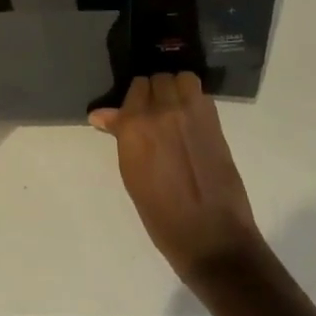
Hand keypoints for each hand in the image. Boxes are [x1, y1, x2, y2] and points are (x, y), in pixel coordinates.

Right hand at [91, 73, 263, 284]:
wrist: (211, 237)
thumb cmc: (161, 214)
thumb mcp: (131, 174)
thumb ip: (121, 136)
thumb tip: (100, 115)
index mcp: (134, 126)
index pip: (134, 89)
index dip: (135, 100)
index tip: (135, 111)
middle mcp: (161, 111)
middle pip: (157, 80)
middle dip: (154, 92)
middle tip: (155, 112)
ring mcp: (191, 114)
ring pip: (181, 79)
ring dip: (176, 88)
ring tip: (176, 108)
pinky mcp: (215, 122)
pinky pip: (200, 94)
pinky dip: (194, 98)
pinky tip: (192, 119)